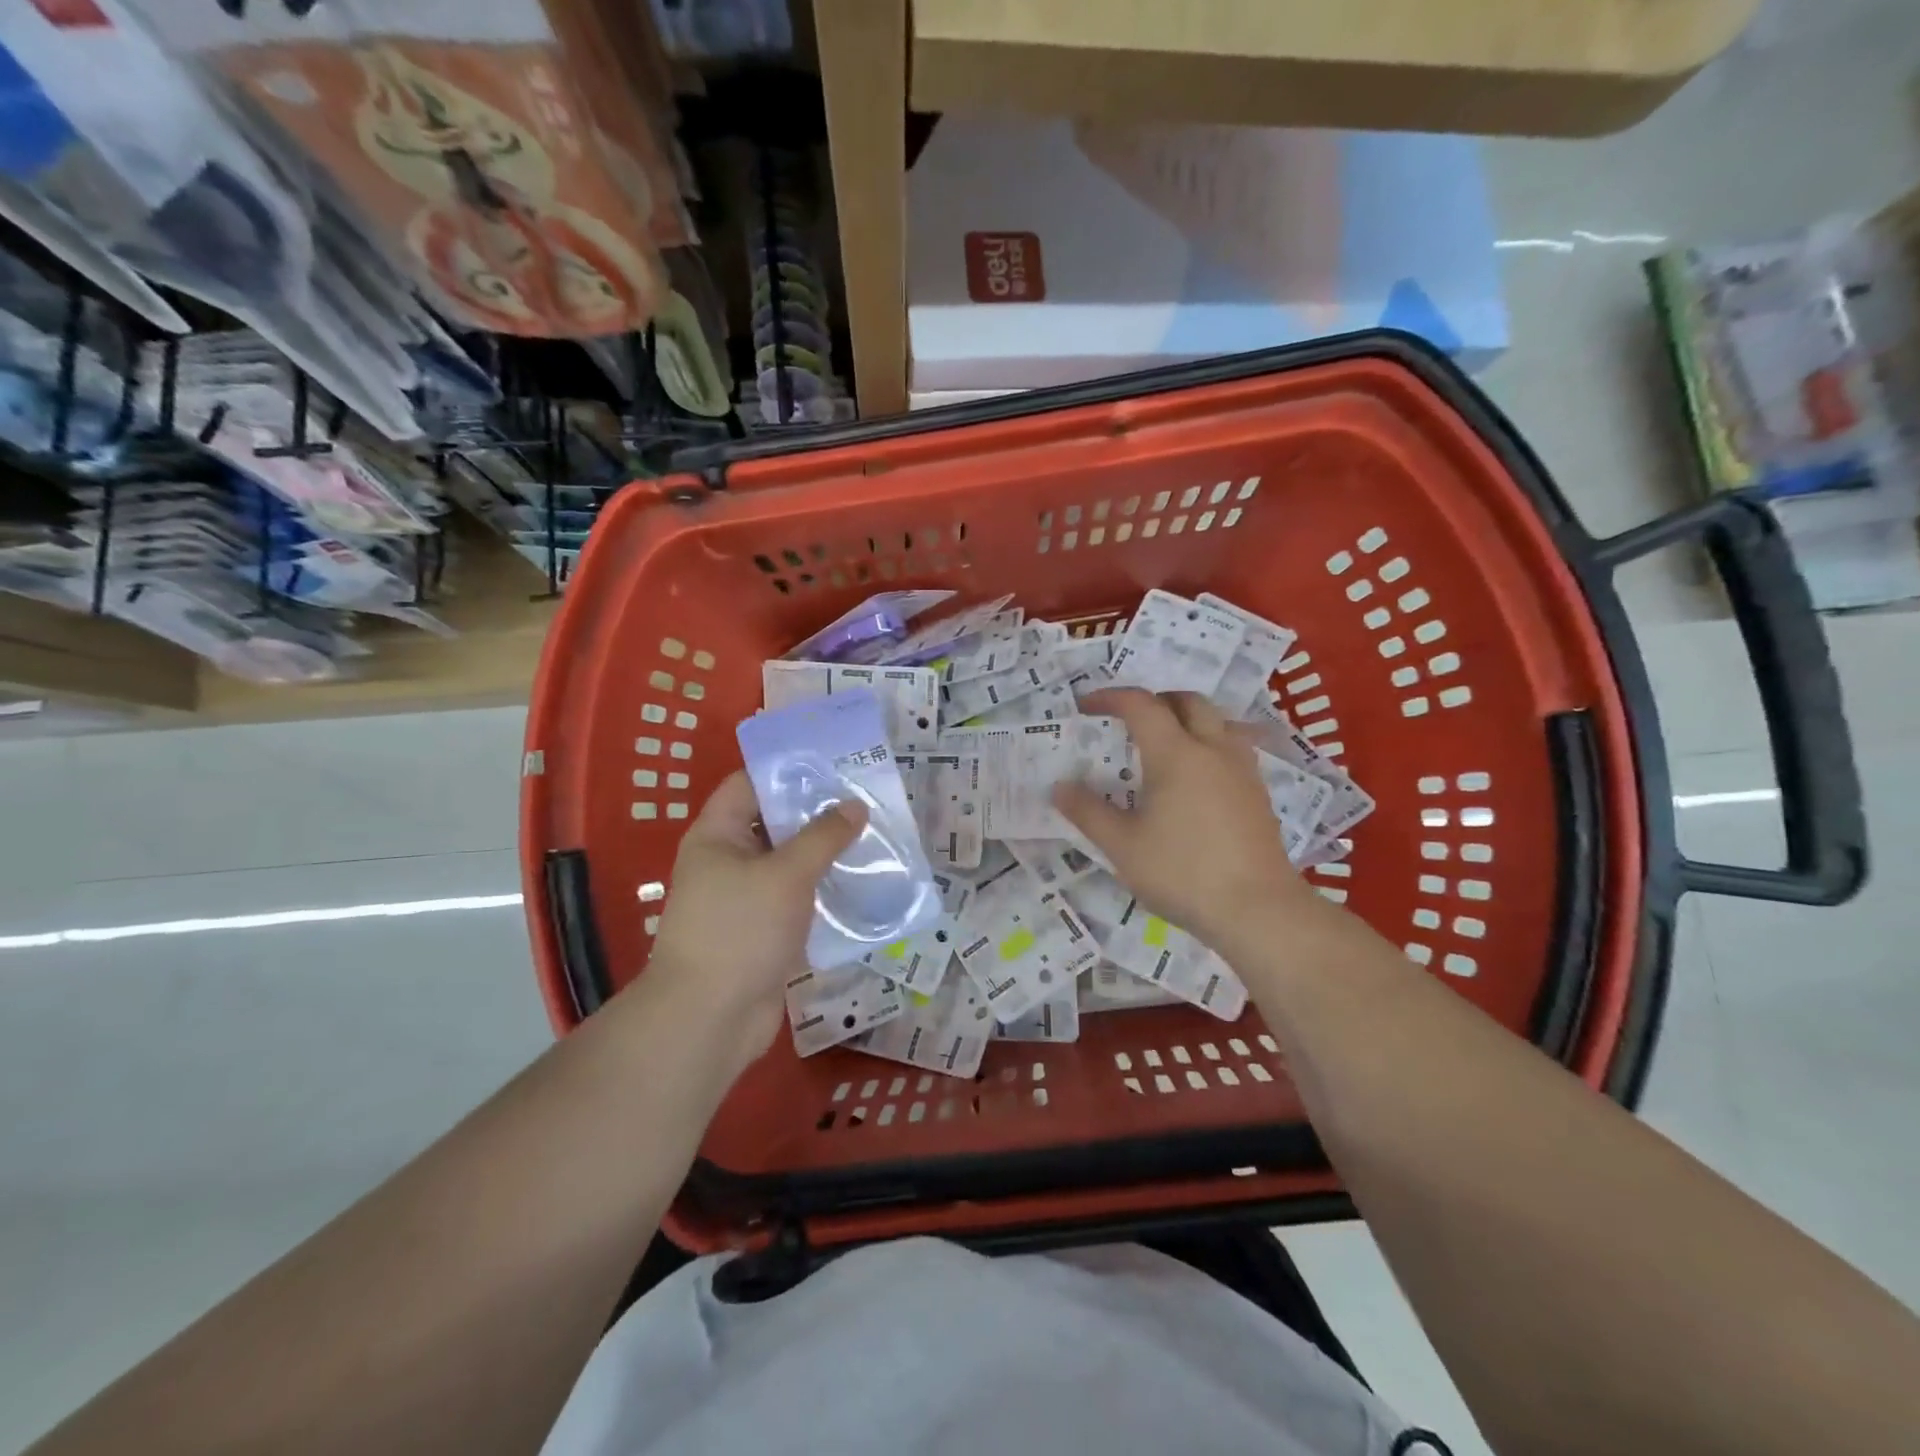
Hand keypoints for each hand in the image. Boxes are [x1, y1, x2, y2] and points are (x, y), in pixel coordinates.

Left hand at [637, 772, 866, 1074]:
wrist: (710, 1018)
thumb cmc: (740, 930)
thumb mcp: (786, 874)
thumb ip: (823, 836)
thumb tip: (854, 805)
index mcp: (718, 835)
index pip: (750, 784)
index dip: (788, 770)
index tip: (834, 764)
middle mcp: (728, 860)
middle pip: (775, 823)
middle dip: (818, 813)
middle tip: (865, 800)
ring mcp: (745, 898)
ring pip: (790, 863)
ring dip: (826, 854)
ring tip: (873, 838)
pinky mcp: (763, 931)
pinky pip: (797, 899)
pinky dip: (823, 890)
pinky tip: (862, 885)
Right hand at [1053, 689, 1315, 945]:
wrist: (1258, 910)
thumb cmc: (1183, 873)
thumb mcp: (1122, 846)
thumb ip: (1088, 812)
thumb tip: (1059, 787)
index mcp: (1176, 754)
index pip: (1141, 705)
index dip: (1111, 698)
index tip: (1086, 705)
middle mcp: (1213, 749)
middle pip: (1188, 701)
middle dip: (1155, 700)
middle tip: (1129, 720)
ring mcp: (1242, 770)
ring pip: (1218, 721)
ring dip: (1188, 719)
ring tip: (1165, 743)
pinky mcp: (1258, 794)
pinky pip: (1233, 748)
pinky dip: (1209, 744)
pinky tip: (1197, 779)